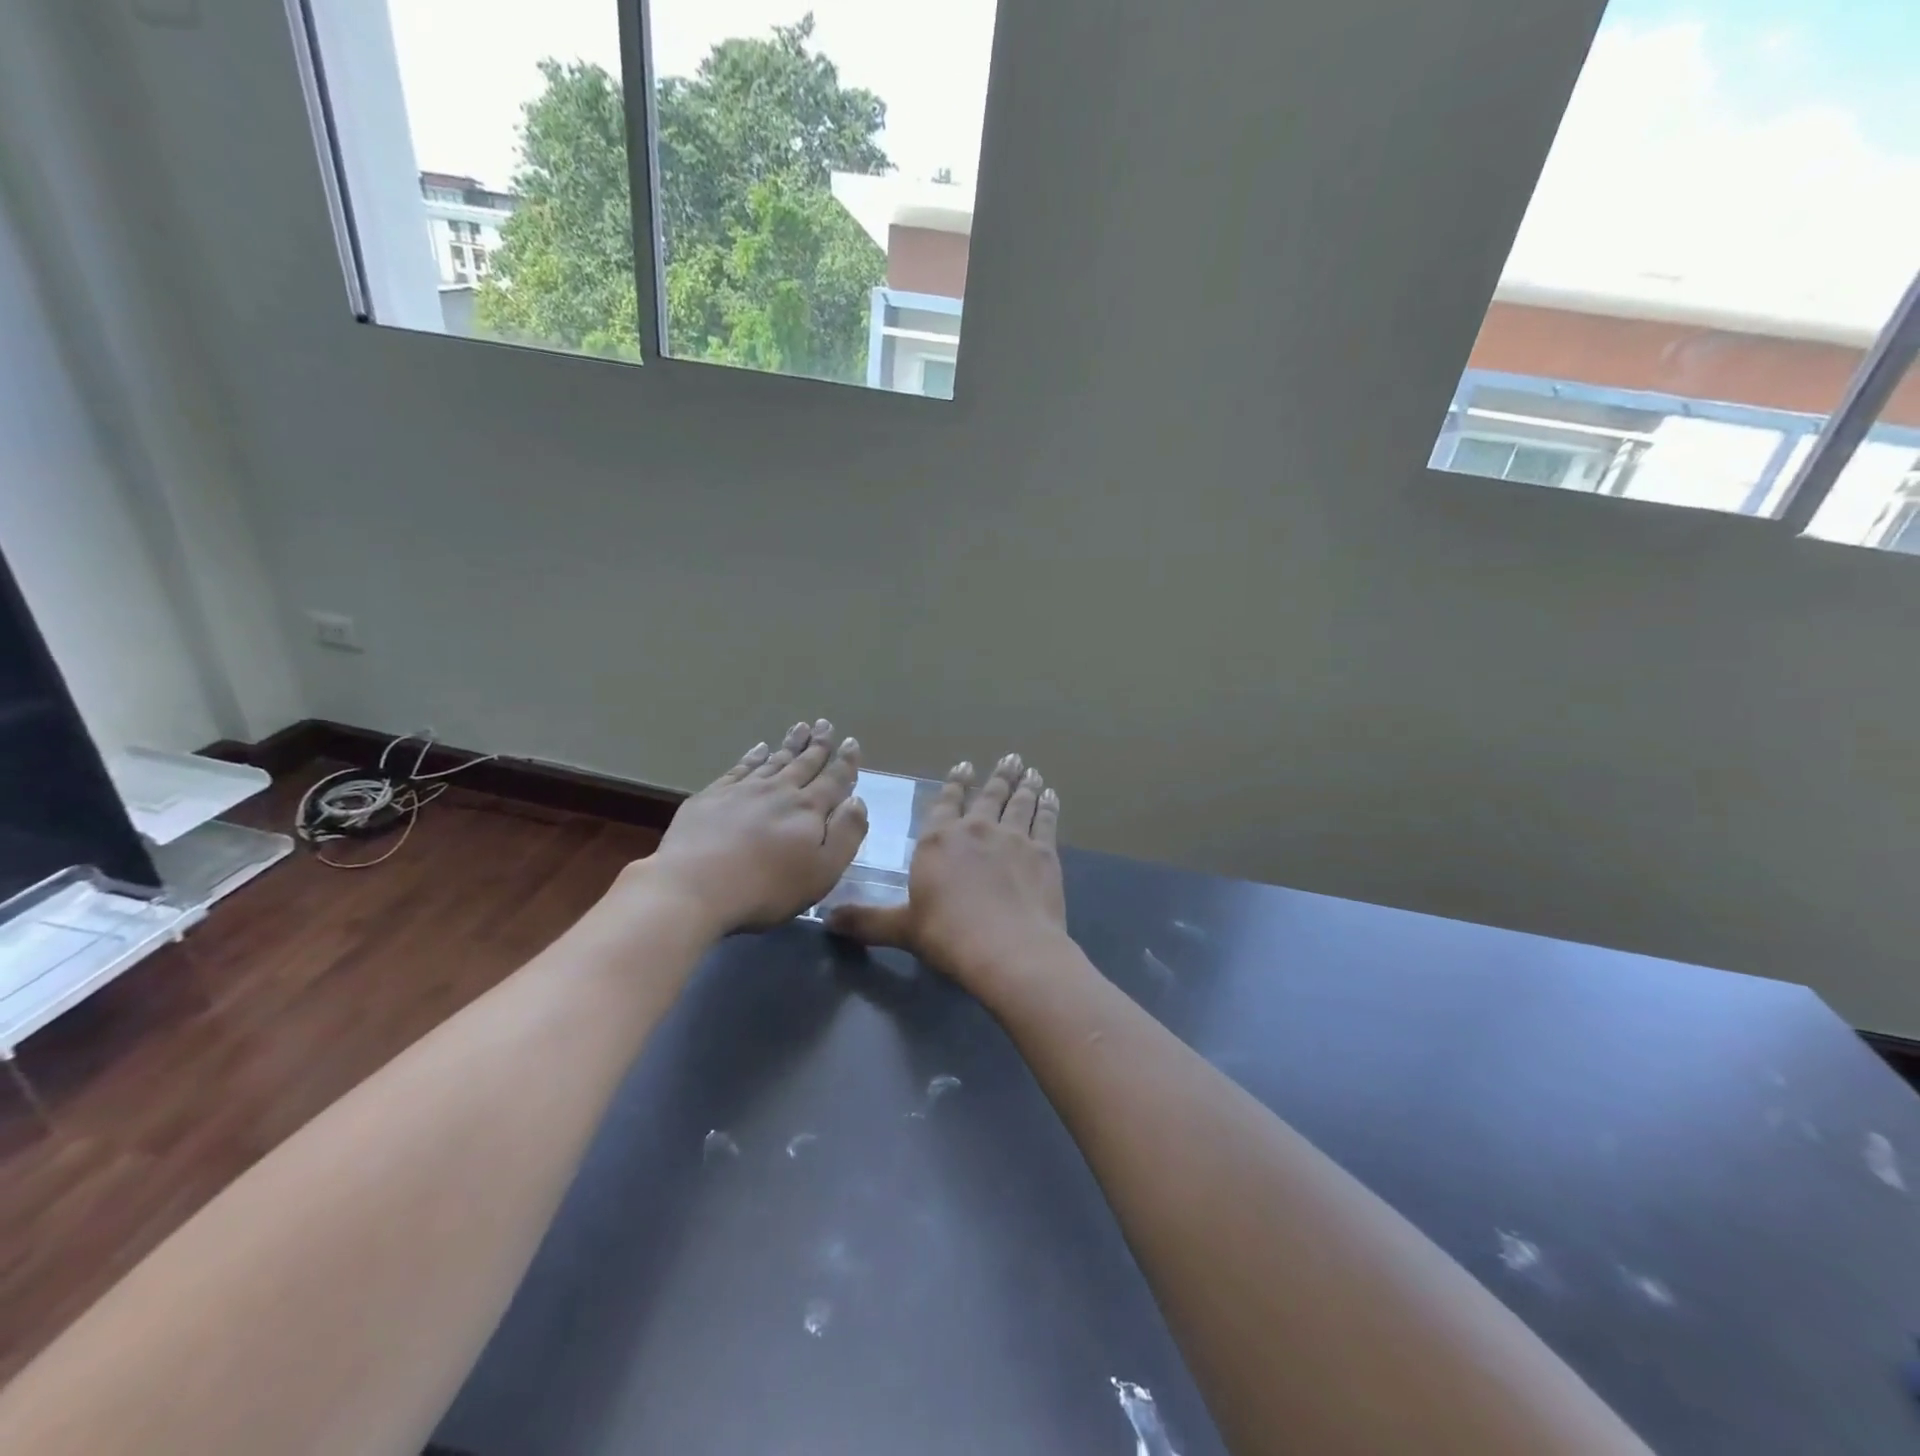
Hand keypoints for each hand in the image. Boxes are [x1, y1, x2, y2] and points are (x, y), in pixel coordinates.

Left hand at [640, 719, 867, 934]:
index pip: (833, 780)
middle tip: (825, 724)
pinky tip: (758, 749)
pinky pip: (739, 768)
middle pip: (804, 763)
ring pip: (773, 760)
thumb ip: (846, 833)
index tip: (850, 742)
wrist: (695, 886)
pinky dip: (753, 756)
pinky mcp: (712, 797)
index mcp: (809, 809)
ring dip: (789, 744)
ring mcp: (743, 790)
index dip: (845, 762)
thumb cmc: (767, 887)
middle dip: (818, 745)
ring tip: (800, 727)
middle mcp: (779, 791)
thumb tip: (856, 800)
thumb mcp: (823, 870)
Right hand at [827, 754, 1067, 991]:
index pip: (946, 803)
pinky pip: (1045, 821)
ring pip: (1018, 803)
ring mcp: (1012, 838)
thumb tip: (828, 921)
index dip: (955, 784)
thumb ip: (867, 921)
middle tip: (1010, 759)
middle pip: (988, 796)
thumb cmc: (948, 935)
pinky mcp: (1042, 853)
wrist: (1008, 948)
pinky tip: (1050, 796)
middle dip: (997, 776)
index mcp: (938, 841)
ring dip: (1024, 785)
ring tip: (1029, 771)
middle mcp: (975, 829)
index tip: (965, 767)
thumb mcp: (902, 929)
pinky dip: (1048, 806)